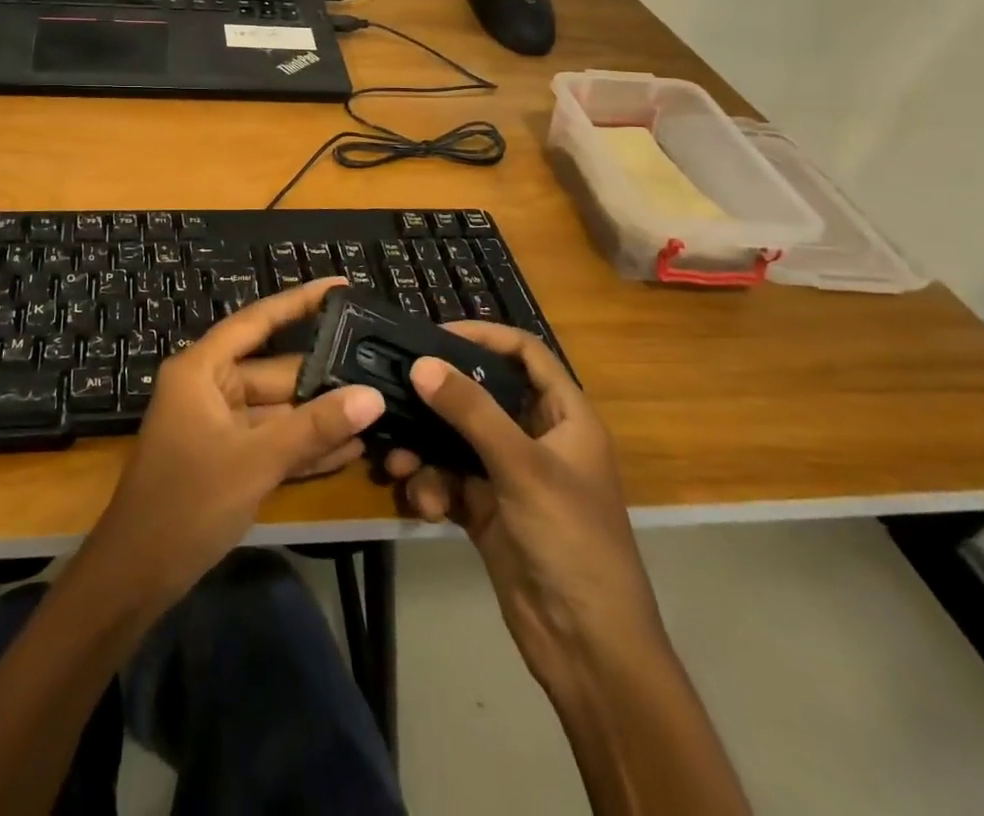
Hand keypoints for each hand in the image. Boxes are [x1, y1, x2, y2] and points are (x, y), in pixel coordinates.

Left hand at [83, 279, 386, 608]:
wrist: (138, 575)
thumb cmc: (187, 502)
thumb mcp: (255, 461)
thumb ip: (314, 428)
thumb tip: (372, 397)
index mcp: (202, 369)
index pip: (257, 321)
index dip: (299, 302)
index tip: (340, 287)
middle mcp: (210, 388)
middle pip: (276, 371)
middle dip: (324, 376)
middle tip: (379, 368)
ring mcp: (219, 425)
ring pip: (279, 410)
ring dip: (321, 416)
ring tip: (378, 409)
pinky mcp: (228, 458)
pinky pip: (273, 441)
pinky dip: (305, 446)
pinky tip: (352, 450)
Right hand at [384, 322, 664, 690]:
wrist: (587, 650)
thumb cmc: (571, 541)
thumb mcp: (522, 467)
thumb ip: (471, 411)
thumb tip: (421, 363)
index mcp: (564, 417)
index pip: (525, 354)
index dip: (485, 336)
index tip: (435, 334)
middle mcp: (536, 437)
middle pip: (481, 394)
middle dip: (438, 398)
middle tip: (396, 388)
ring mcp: (509, 475)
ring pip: (456, 439)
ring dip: (425, 449)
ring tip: (400, 464)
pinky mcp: (487, 509)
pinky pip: (448, 479)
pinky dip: (432, 487)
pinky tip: (424, 507)